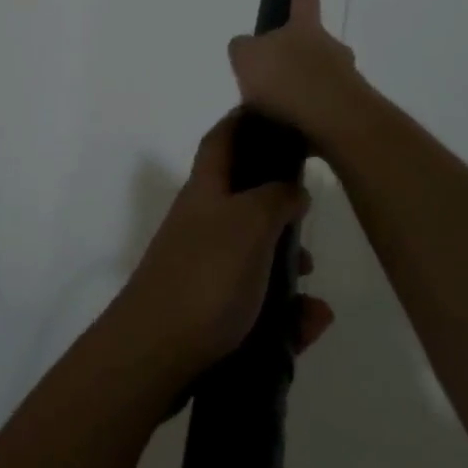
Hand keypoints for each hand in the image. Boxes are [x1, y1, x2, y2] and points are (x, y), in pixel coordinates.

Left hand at [115, 114, 332, 377]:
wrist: (153, 355)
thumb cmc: (205, 277)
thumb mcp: (249, 224)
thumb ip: (275, 198)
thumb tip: (292, 187)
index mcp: (205, 192)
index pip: (221, 140)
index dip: (243, 120)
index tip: (274, 111)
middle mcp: (201, 224)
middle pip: (243, 199)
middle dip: (279, 205)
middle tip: (310, 214)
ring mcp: (203, 269)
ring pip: (254, 255)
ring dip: (287, 264)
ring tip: (313, 283)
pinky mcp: (209, 312)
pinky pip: (257, 303)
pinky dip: (285, 310)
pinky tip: (311, 323)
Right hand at [227, 0, 367, 143]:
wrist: (333, 120)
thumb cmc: (286, 79)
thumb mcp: (247, 58)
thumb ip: (243, 48)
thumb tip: (246, 46)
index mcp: (304, 29)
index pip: (304, 0)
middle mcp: (331, 48)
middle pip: (315, 43)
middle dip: (299, 54)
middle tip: (276, 72)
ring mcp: (345, 79)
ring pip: (323, 76)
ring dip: (304, 89)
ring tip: (278, 111)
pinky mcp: (351, 111)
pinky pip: (326, 108)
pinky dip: (310, 116)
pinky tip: (291, 130)